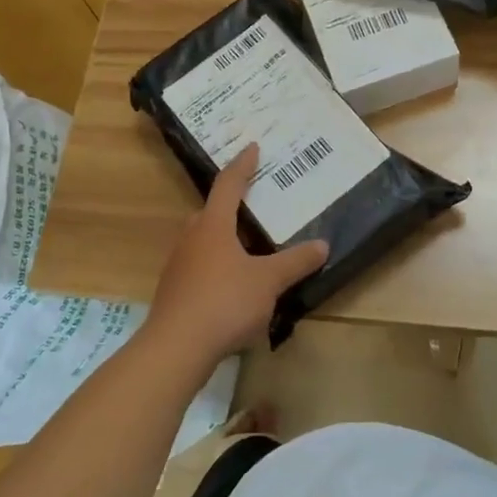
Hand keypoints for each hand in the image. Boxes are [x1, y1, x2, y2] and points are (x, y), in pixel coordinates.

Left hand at [145, 144, 328, 374]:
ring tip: (248, 244)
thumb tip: (322, 244)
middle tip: (254, 201)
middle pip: (211, 211)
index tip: (252, 148)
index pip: (228, 185)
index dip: (243, 165)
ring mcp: (178, 265)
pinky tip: (233, 283)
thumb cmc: (224, 302)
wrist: (175, 348)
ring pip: (203, 239)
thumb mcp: (268, 281)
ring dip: (224, 236)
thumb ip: (295, 262)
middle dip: (232, 204)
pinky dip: (217, 263)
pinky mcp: (174, 291)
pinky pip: (199, 265)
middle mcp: (191, 237)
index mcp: (213, 225)